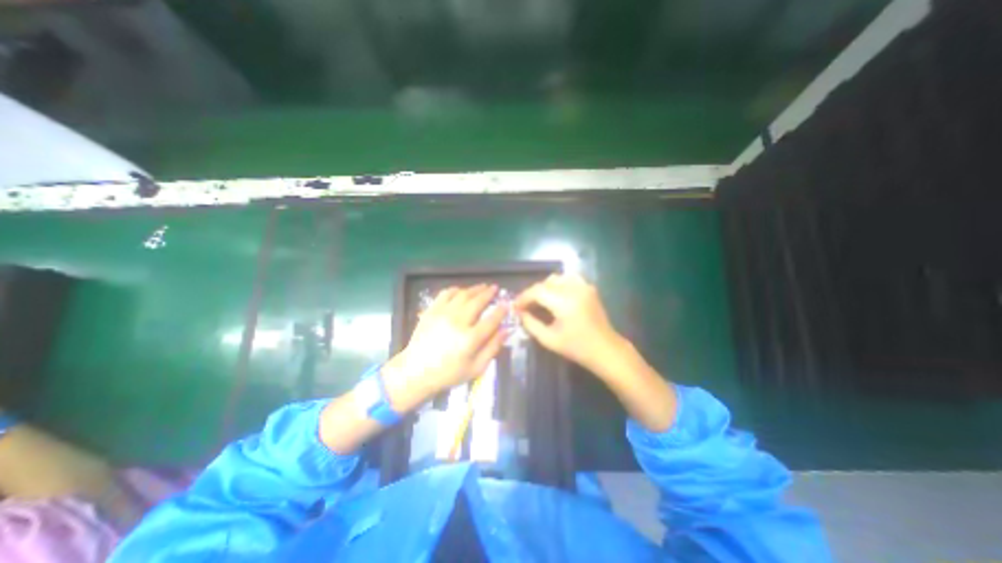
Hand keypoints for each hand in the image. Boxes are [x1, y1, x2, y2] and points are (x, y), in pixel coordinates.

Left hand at [384, 285, 508, 399]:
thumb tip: (505, 330)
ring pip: (462, 295)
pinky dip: (455, 289)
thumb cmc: (448, 373)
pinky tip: (461, 291)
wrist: (416, 372)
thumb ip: (492, 348)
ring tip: (482, 286)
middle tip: (495, 288)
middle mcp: (457, 323)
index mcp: (470, 339)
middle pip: (477, 302)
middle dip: (488, 293)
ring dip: (474, 289)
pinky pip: (445, 294)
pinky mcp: (431, 311)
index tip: (507, 304)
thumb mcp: (476, 368)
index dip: (501, 310)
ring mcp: (442, 314)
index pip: (491, 320)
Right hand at [512, 275, 675, 430]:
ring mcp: (584, 286)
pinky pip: (569, 279)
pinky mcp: (589, 288)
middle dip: (533, 293)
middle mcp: (574, 289)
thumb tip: (520, 313)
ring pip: (557, 278)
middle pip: (546, 282)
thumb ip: (531, 324)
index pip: (537, 291)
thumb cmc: (577, 348)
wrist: (606, 349)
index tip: (516, 307)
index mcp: (564, 302)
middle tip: (526, 306)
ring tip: (540, 301)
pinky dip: (558, 284)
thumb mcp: (549, 339)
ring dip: (545, 287)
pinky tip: (556, 296)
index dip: (524, 297)